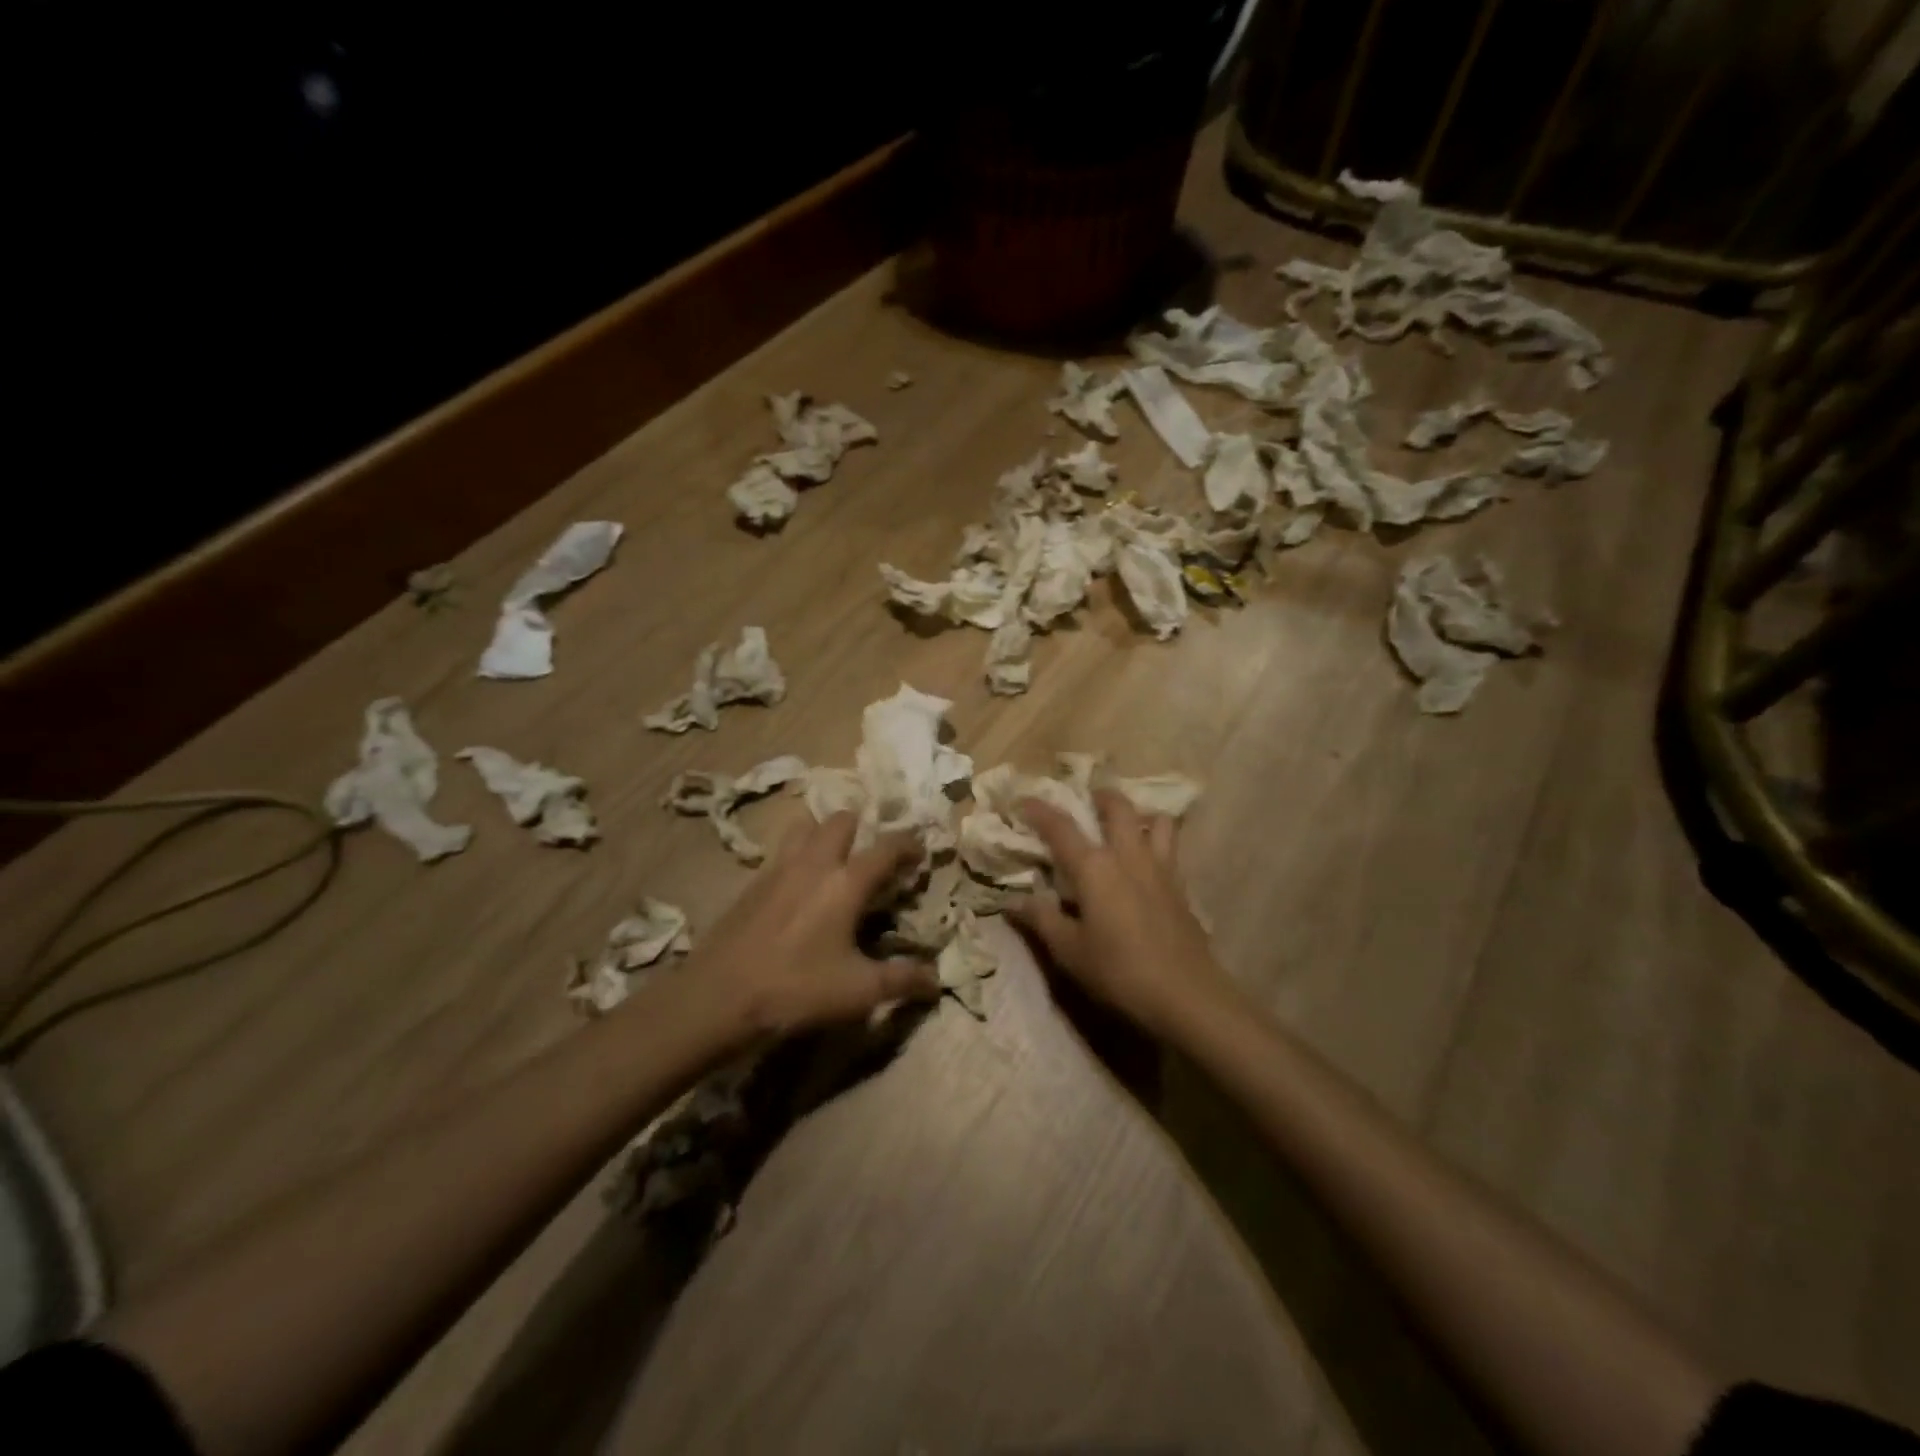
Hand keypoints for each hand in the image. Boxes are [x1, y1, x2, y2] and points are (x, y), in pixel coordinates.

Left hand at [681, 811, 941, 1042]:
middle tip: (872, 851)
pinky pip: (781, 851)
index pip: (886, 847)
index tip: (920, 850)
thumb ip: (902, 981)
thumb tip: (937, 981)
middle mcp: (813, 863)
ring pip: (805, 827)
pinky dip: (797, 854)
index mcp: (845, 882)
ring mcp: (777, 868)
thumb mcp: (858, 992)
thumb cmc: (796, 990)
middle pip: (841, 820)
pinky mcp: (751, 883)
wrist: (717, 998)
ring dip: (824, 832)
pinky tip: (798, 885)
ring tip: (834, 858)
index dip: (908, 844)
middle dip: (862, 826)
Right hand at [1011, 790, 1239, 1039]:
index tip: (1023, 801)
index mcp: (1095, 868)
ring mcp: (1161, 868)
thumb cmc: (1119, 972)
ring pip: (1157, 820)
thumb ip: (1041, 919)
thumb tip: (1013, 901)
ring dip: (1139, 814)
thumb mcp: (1069, 951)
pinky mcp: (1182, 887)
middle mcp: (1129, 856)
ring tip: (1125, 825)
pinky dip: (1158, 841)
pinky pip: (1171, 848)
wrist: (1187, 996)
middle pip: (1118, 807)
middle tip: (1086, 800)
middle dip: (1100, 796)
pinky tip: (1147, 864)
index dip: (1039, 811)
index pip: (1061, 827)